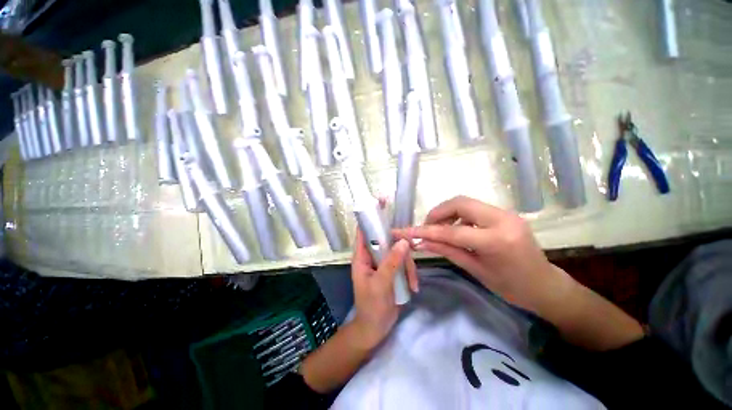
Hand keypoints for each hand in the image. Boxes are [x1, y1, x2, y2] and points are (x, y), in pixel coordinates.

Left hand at [350, 229, 418, 348]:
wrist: (376, 328)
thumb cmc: (372, 306)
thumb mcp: (381, 283)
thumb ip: (391, 262)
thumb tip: (403, 241)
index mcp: (362, 257)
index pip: (363, 232)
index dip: (370, 217)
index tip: (382, 205)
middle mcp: (372, 257)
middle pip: (386, 240)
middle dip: (401, 248)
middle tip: (411, 253)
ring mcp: (383, 263)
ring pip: (398, 252)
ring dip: (408, 266)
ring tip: (412, 283)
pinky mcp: (392, 270)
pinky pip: (403, 263)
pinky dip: (410, 273)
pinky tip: (413, 286)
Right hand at [392, 196, 573, 315]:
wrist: (545, 286)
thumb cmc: (512, 287)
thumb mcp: (476, 270)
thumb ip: (447, 251)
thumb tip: (420, 242)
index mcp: (497, 240)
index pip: (452, 231)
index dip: (426, 231)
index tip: (407, 231)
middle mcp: (503, 219)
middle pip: (459, 203)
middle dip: (437, 213)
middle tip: (426, 228)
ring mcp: (506, 213)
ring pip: (466, 203)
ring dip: (447, 213)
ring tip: (440, 230)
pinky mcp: (505, 213)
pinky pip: (474, 208)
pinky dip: (459, 216)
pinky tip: (456, 229)